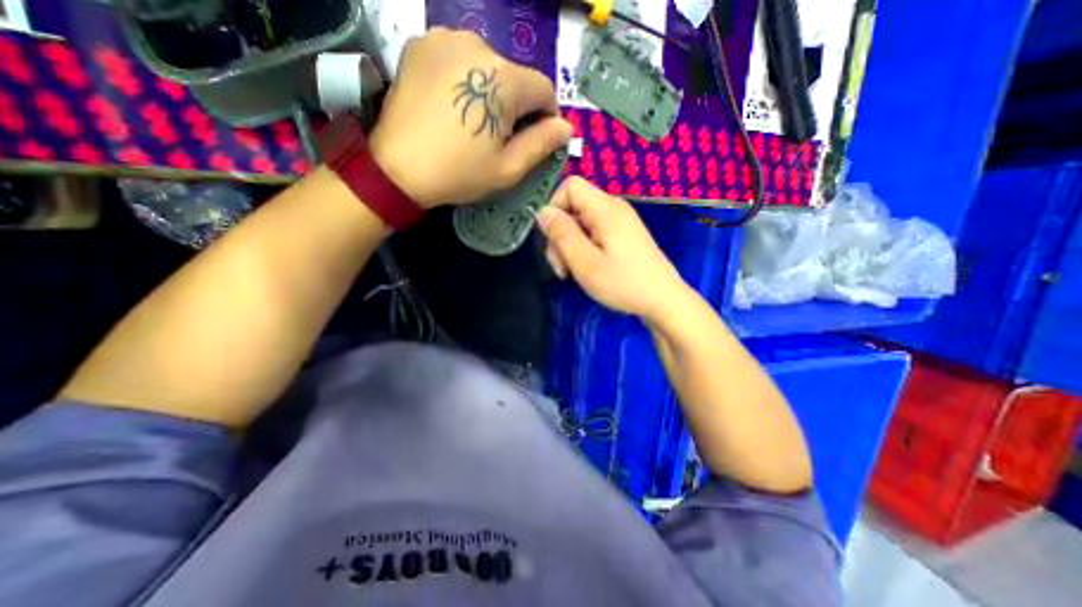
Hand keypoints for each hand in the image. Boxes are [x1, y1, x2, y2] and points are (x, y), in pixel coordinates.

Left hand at [371, 26, 572, 207]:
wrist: (397, 168)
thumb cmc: (459, 172)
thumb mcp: (508, 168)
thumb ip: (542, 144)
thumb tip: (565, 127)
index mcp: (504, 79)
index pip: (544, 89)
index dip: (546, 116)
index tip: (537, 138)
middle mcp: (478, 45)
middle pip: (515, 77)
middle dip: (517, 105)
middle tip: (500, 136)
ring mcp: (445, 38)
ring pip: (488, 66)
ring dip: (491, 90)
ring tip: (474, 121)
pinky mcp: (421, 43)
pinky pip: (459, 58)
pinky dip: (465, 78)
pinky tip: (453, 104)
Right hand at [537, 176, 688, 322]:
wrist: (663, 301)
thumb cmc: (623, 283)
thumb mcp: (585, 262)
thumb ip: (562, 234)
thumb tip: (542, 211)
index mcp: (605, 208)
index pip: (570, 185)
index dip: (554, 207)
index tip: (552, 238)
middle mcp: (613, 208)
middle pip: (573, 206)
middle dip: (560, 234)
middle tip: (561, 267)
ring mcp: (619, 222)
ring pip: (581, 222)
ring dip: (569, 246)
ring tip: (571, 273)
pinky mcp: (622, 236)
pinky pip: (593, 233)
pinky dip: (583, 249)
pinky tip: (584, 269)